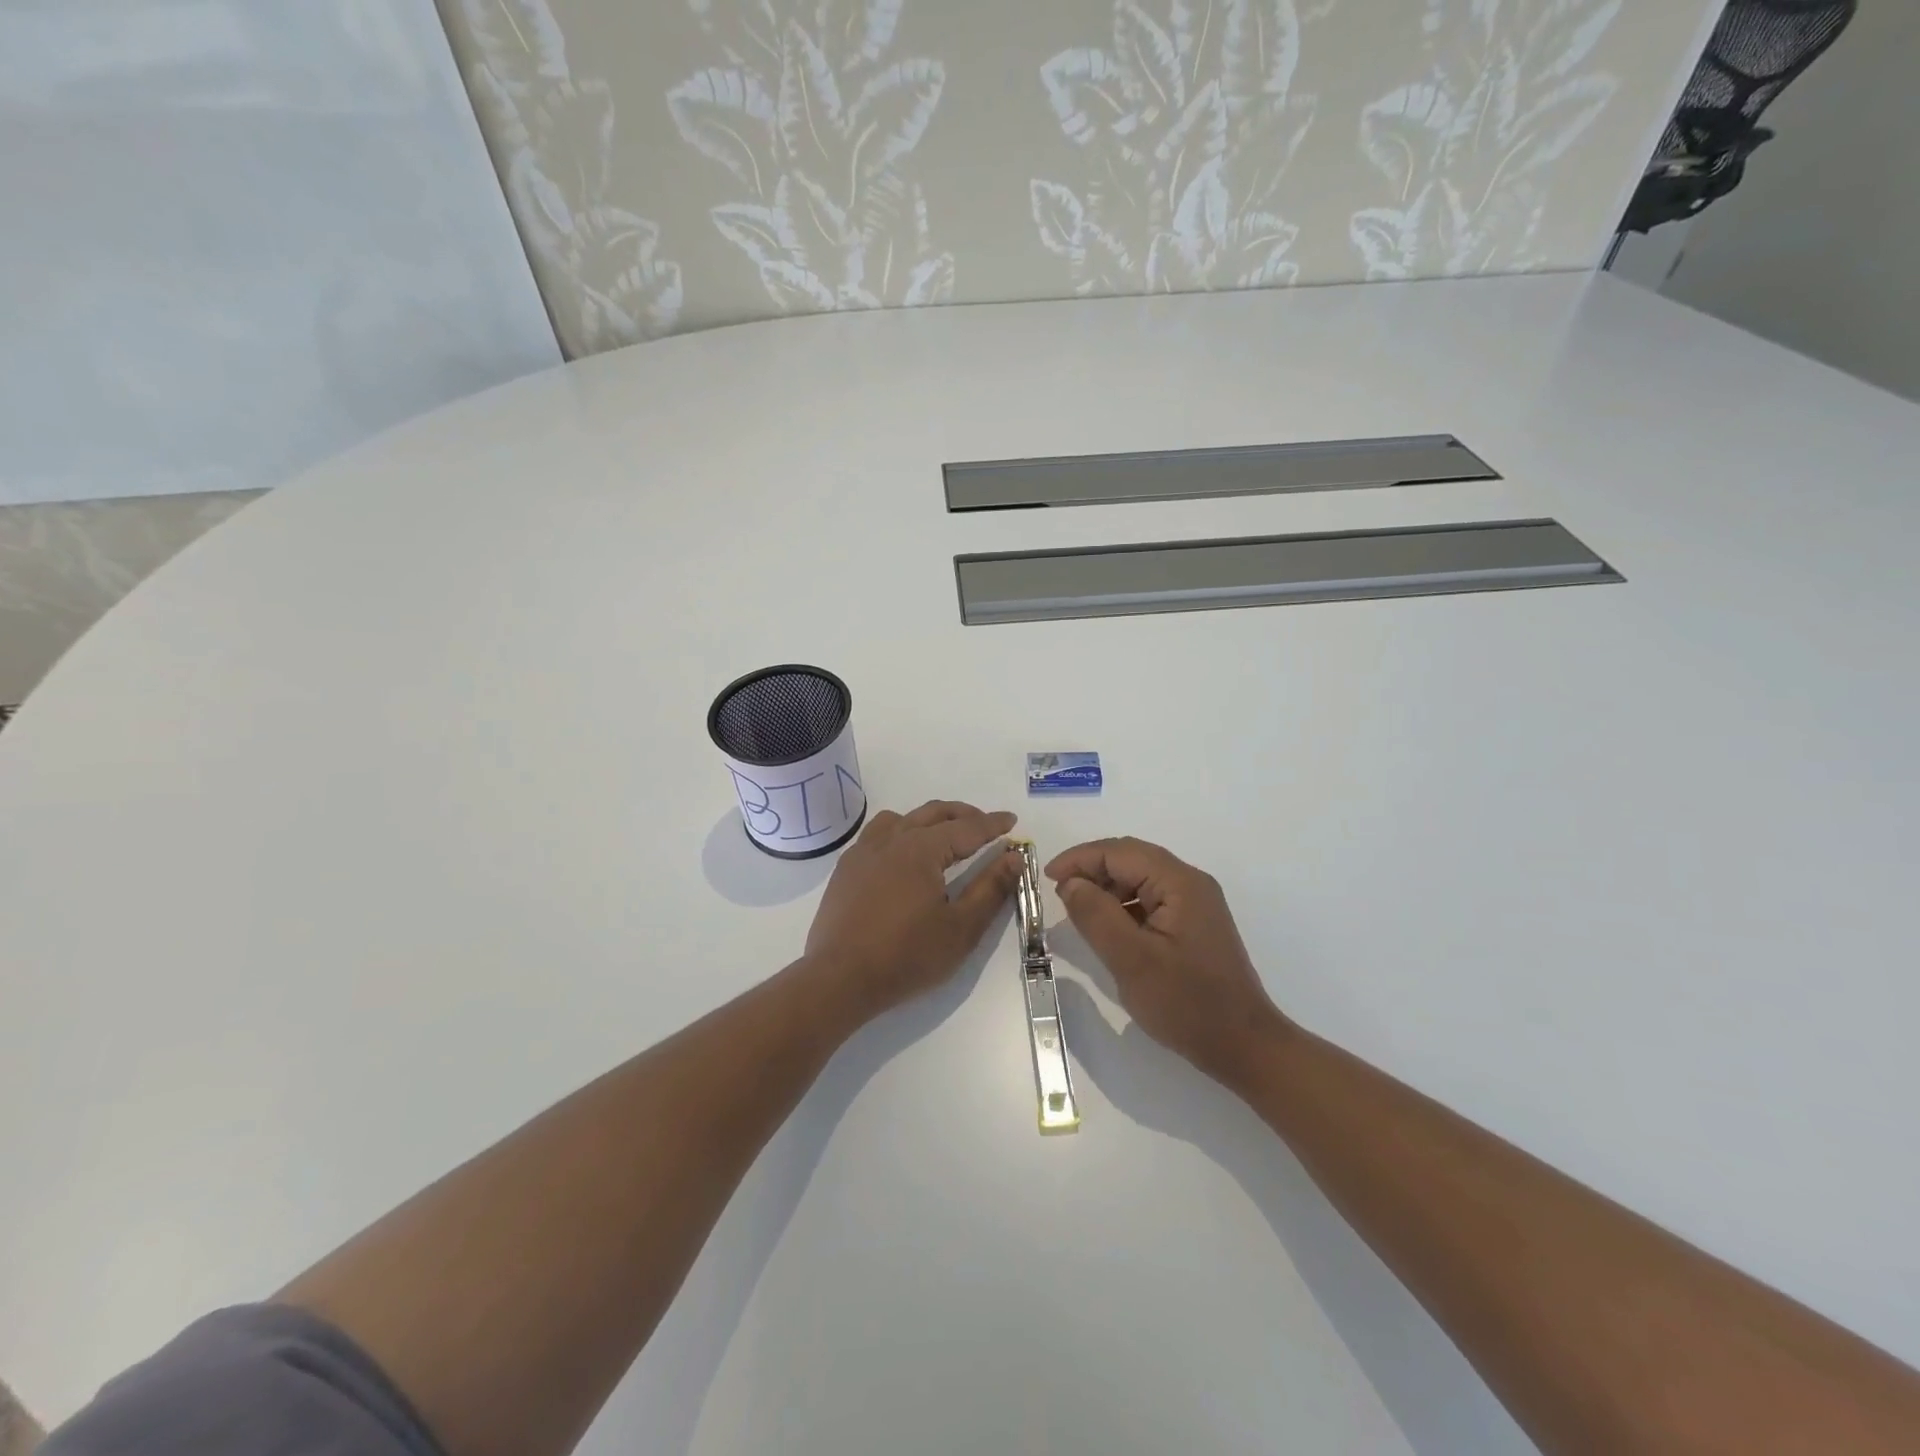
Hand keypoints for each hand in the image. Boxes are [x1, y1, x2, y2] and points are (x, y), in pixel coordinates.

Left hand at [805, 801, 1023, 1022]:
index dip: (992, 824)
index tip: (1012, 821)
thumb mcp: (961, 928)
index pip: (966, 828)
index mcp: (921, 849)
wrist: (839, 979)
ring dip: (930, 820)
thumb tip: (1014, 857)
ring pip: (902, 818)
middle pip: (933, 814)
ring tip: (945, 836)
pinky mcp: (846, 869)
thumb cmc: (906, 956)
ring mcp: (864, 852)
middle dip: (964, 815)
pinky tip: (903, 855)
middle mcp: (891, 840)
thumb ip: (991, 889)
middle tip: (986, 826)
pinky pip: (877, 834)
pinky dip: (900, 831)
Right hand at [1046, 837, 1287, 1086]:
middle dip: (1091, 869)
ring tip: (1078, 911)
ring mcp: (1195, 904)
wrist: (1244, 1047)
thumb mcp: (1131, 960)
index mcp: (1180, 883)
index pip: (1120, 852)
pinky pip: (1151, 899)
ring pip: (1140, 878)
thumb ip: (1096, 915)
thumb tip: (1070, 883)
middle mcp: (1190, 883)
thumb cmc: (1186, 1003)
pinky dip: (1124, 905)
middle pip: (1131, 858)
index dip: (1080, 859)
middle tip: (1059, 892)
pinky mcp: (1194, 925)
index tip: (1047, 878)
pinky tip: (1108, 928)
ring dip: (1107, 888)